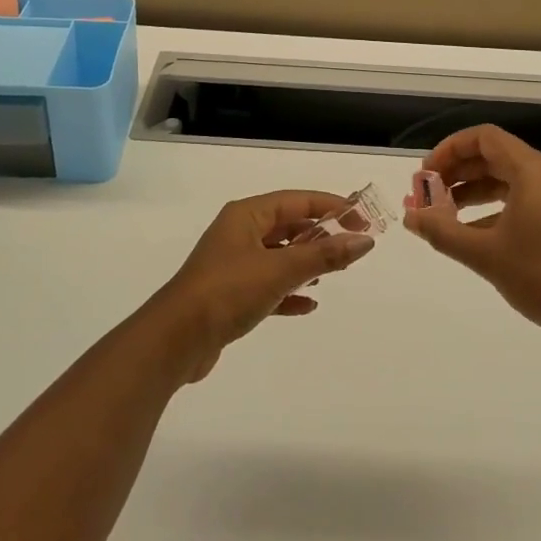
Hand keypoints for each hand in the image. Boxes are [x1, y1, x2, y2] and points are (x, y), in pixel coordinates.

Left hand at [152, 190, 375, 381]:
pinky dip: (289, 291)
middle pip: (288, 226)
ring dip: (307, 261)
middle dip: (321, 234)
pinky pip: (268, 285)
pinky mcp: (230, 295)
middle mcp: (239, 233)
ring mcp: (233, 264)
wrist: (175, 340)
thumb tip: (364, 240)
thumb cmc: (227, 292)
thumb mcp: (279, 270)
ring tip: (336, 272)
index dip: (331, 206)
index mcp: (246, 216)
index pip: (297, 201)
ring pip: (279, 255)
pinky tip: (308, 304)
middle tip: (354, 246)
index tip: (363, 218)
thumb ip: (324, 255)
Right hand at [404, 125, 540, 344]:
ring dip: (475, 191)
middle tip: (429, 194)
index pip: (485, 138)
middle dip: (458, 172)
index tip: (426, 174)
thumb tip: (410, 217)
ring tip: (445, 214)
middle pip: (496, 156)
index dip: (450, 149)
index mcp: (534, 171)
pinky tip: (475, 234)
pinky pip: (526, 198)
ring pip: (510, 179)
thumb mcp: (485, 254)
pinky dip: (497, 207)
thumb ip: (442, 231)